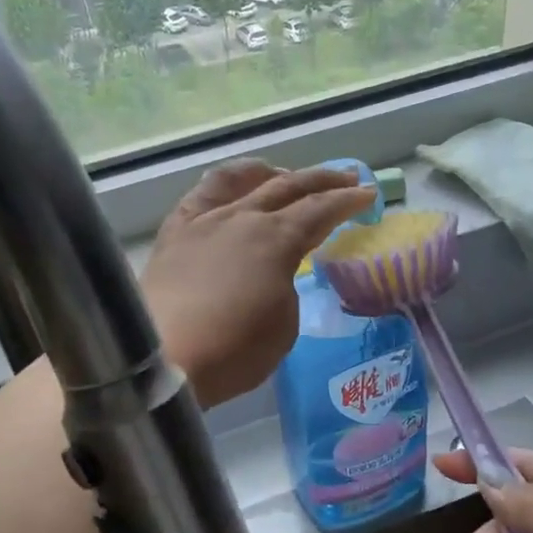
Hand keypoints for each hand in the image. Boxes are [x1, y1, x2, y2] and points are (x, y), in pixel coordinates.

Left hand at [143, 161, 374, 408]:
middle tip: (346, 177)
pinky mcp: (173, 234)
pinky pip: (201, 195)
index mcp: (276, 240)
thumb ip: (286, 288)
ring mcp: (204, 221)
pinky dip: (223, 184)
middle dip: (323, 180)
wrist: (163, 359)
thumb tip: (274, 274)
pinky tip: (229, 190)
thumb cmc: (233, 351)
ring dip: (271, 174)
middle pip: (289, 187)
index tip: (368, 196)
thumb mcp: (283, 325)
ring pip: (242, 180)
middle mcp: (242, 218)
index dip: (349, 201)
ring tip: (284, 176)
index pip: (321, 210)